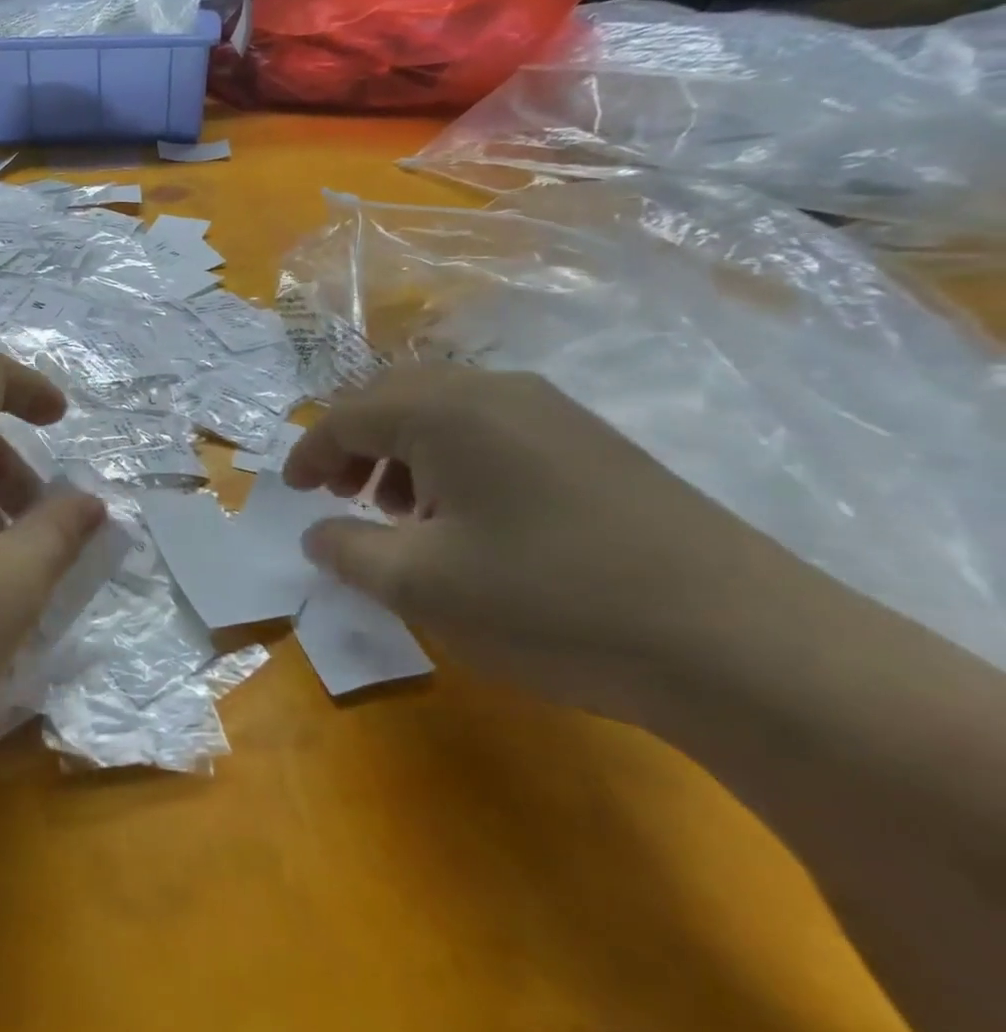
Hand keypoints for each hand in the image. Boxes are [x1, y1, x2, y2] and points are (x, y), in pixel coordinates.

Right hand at [284, 365, 806, 723]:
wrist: (739, 642)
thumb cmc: (549, 601)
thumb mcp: (421, 584)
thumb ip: (348, 551)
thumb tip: (318, 534)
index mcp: (444, 410)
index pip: (347, 415)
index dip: (308, 453)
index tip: (291, 492)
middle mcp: (494, 390)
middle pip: (393, 399)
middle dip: (352, 444)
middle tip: (338, 495)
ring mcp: (551, 410)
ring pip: (443, 411)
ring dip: (402, 451)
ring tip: (398, 511)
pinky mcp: (590, 442)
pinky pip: (491, 430)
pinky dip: (451, 460)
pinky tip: (465, 516)